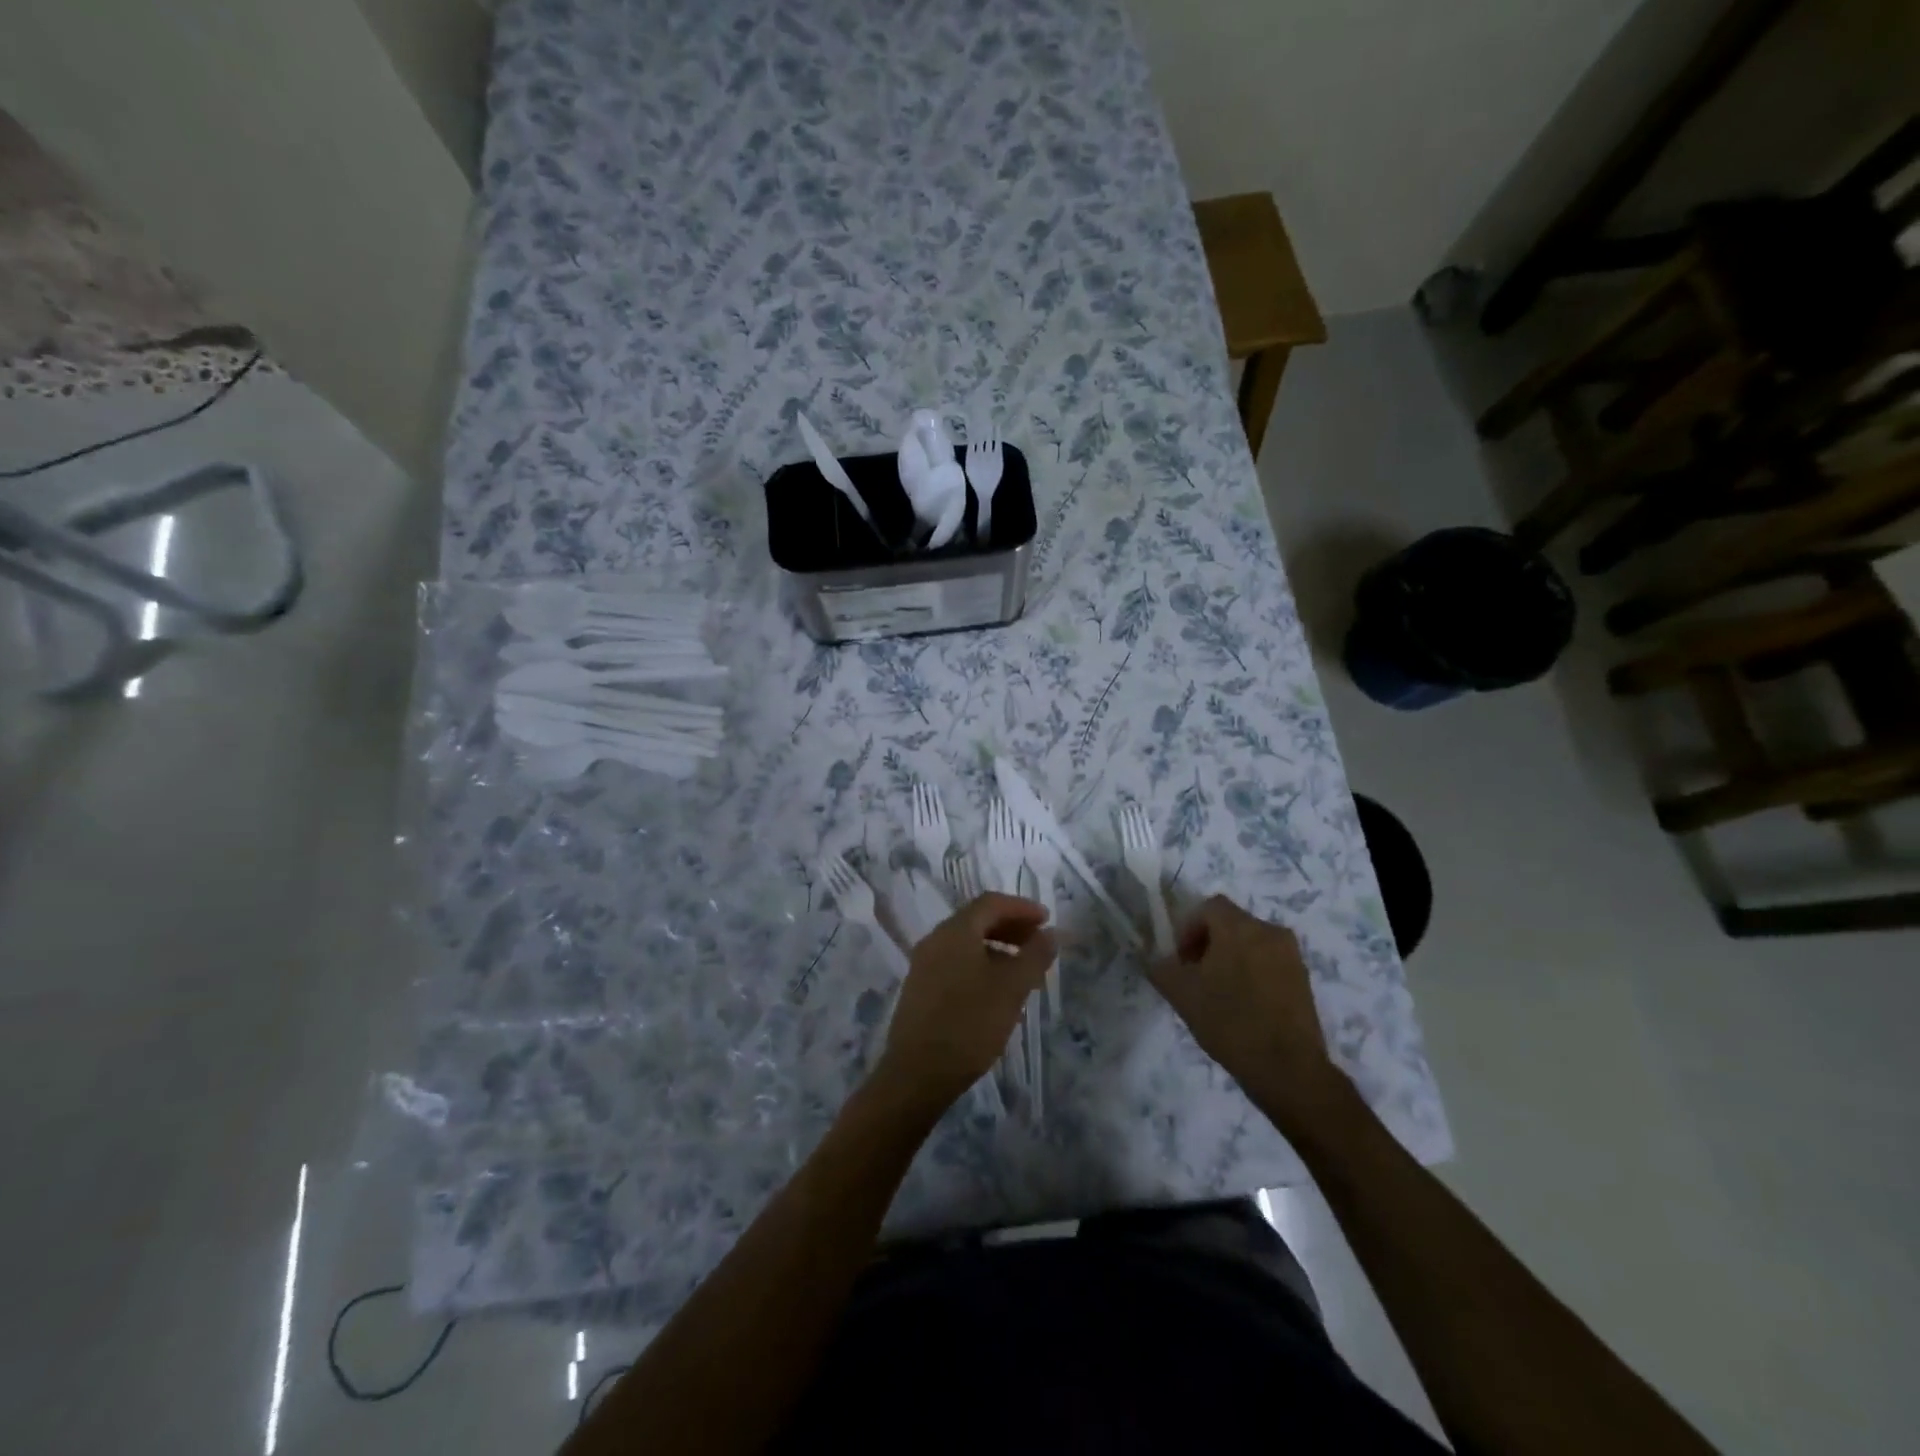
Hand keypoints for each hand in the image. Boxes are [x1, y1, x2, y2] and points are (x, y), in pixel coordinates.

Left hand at [874, 892, 1055, 1111]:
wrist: (917, 1074)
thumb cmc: (969, 1024)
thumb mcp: (1011, 988)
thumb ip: (1034, 956)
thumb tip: (1051, 933)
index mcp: (955, 931)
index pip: (991, 902)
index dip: (1022, 907)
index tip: (1047, 920)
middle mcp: (935, 939)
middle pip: (977, 920)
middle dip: (1011, 927)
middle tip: (1039, 943)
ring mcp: (924, 964)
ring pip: (967, 944)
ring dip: (998, 948)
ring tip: (1024, 971)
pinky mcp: (921, 989)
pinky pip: (956, 963)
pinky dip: (981, 965)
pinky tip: (997, 992)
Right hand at [1146, 895, 1345, 1135]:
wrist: (1288, 1069)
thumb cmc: (1229, 1022)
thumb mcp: (1181, 994)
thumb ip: (1161, 967)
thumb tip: (1158, 959)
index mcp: (1240, 927)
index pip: (1209, 907)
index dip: (1188, 928)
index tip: (1181, 960)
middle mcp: (1270, 931)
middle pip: (1231, 923)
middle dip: (1208, 943)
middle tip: (1196, 977)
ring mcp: (1292, 956)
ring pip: (1251, 943)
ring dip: (1231, 958)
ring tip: (1219, 994)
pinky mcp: (1304, 980)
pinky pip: (1269, 962)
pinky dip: (1252, 973)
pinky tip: (1244, 1006)